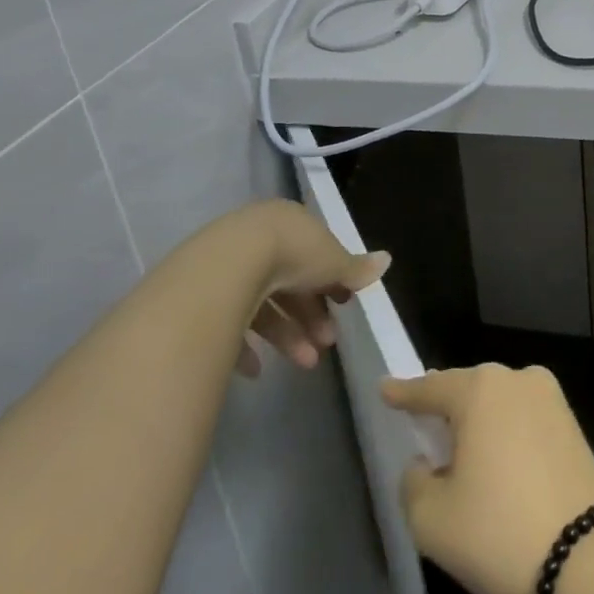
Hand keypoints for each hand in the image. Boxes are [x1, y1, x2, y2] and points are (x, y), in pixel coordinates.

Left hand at [223, 200, 389, 378]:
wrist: (230, 265)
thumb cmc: (291, 255)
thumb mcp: (333, 261)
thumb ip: (356, 267)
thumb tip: (387, 259)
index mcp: (289, 224)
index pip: (314, 252)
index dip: (331, 279)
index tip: (344, 305)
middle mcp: (257, 239)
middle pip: (289, 282)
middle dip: (312, 316)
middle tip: (327, 343)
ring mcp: (228, 266)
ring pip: (264, 304)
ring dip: (288, 336)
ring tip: (305, 363)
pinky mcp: (205, 294)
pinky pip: (230, 322)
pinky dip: (247, 347)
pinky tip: (257, 369)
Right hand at [383, 364, 593, 593]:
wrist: (591, 565)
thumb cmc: (500, 533)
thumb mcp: (431, 519)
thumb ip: (414, 482)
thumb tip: (428, 465)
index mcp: (479, 389)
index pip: (429, 387)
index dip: (403, 393)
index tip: (385, 389)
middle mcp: (516, 380)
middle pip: (466, 392)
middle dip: (445, 411)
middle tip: (426, 436)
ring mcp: (551, 401)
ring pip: (498, 406)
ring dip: (479, 427)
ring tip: (464, 461)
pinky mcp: (574, 428)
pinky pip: (525, 423)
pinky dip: (507, 439)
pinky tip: (499, 471)